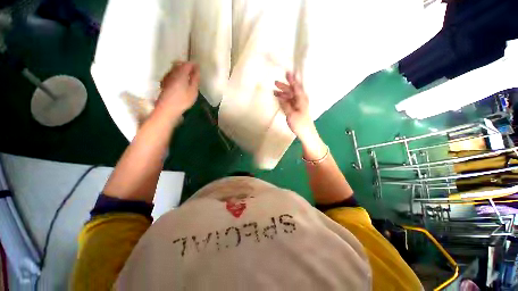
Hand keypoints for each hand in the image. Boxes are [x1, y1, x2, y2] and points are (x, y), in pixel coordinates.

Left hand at [155, 61, 199, 117]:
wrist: (167, 108)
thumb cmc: (183, 100)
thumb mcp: (193, 90)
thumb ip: (195, 79)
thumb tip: (197, 69)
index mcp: (181, 73)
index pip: (188, 64)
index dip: (194, 64)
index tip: (199, 67)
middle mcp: (172, 72)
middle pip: (180, 64)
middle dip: (187, 66)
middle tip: (194, 72)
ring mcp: (167, 76)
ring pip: (175, 68)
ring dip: (182, 70)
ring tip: (189, 76)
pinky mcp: (164, 82)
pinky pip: (172, 74)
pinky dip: (178, 74)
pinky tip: (181, 81)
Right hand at [274, 72, 316, 141]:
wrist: (306, 134)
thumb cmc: (299, 124)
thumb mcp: (291, 114)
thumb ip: (285, 105)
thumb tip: (280, 97)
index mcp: (301, 99)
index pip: (296, 87)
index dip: (291, 80)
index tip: (287, 72)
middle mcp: (300, 100)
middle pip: (292, 91)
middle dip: (284, 86)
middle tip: (275, 82)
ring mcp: (298, 106)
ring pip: (290, 97)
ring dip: (283, 94)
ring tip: (274, 92)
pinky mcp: (296, 110)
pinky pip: (289, 102)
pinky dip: (284, 100)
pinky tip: (279, 100)